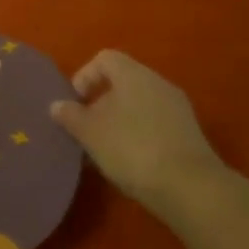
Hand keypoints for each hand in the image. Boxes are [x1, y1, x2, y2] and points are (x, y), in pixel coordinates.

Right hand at [50, 50, 224, 208]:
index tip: (75, 104)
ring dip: (119, 122)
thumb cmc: (132, 149)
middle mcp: (159, 83)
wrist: (191, 189)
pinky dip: (139, 135)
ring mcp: (178, 109)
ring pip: (139, 105)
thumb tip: (57, 105)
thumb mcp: (90, 133)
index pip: (104, 59)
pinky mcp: (189, 134)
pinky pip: (155, 124)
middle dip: (100, 103)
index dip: (84, 76)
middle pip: (122, 82)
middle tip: (86, 130)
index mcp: (134, 74)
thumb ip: (70, 115)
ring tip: (105, 150)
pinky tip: (130, 162)